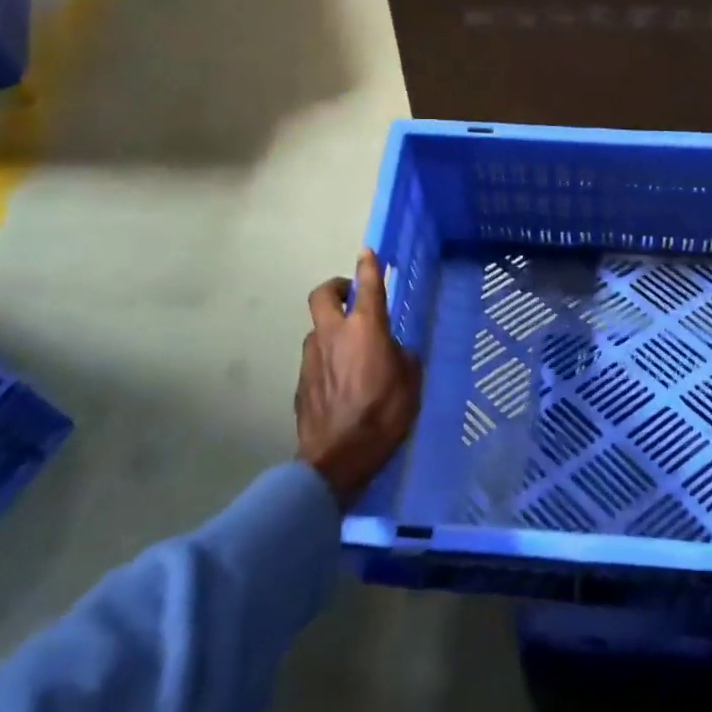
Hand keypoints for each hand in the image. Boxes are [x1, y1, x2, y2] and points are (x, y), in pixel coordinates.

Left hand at [296, 249, 420, 506]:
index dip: (368, 265)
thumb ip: (402, 358)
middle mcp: (333, 334)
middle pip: (324, 294)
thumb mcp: (410, 383)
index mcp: (365, 328)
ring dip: (331, 328)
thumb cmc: (382, 416)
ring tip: (349, 348)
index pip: (367, 285)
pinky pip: (315, 357)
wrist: (336, 459)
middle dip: (336, 287)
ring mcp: (312, 357)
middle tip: (350, 294)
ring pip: (317, 328)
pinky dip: (326, 358)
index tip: (367, 252)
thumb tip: (394, 352)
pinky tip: (340, 380)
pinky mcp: (301, 381)